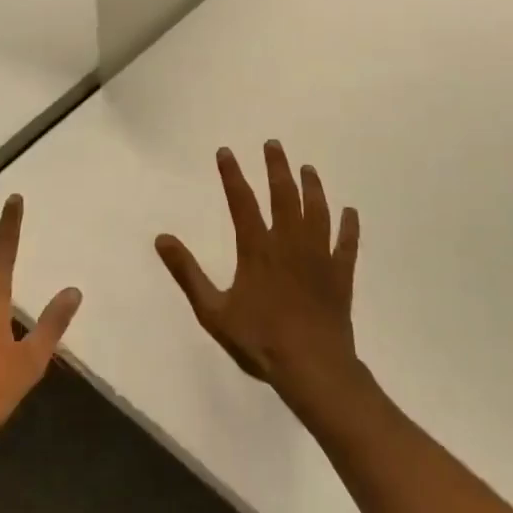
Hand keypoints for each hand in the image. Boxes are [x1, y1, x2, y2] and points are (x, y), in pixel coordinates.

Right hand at [155, 141, 360, 397]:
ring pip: (317, 212)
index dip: (232, 174)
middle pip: (284, 195)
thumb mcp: (213, 311)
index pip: (241, 201)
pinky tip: (350, 212)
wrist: (313, 368)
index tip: (226, 151)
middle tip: (274, 144)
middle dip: (277, 167)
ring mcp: (319, 257)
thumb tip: (162, 239)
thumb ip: (187, 272)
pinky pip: (347, 244)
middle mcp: (289, 243)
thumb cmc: (260, 340)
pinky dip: (349, 226)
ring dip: (312, 187)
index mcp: (257, 249)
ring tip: (308, 168)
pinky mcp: (340, 275)